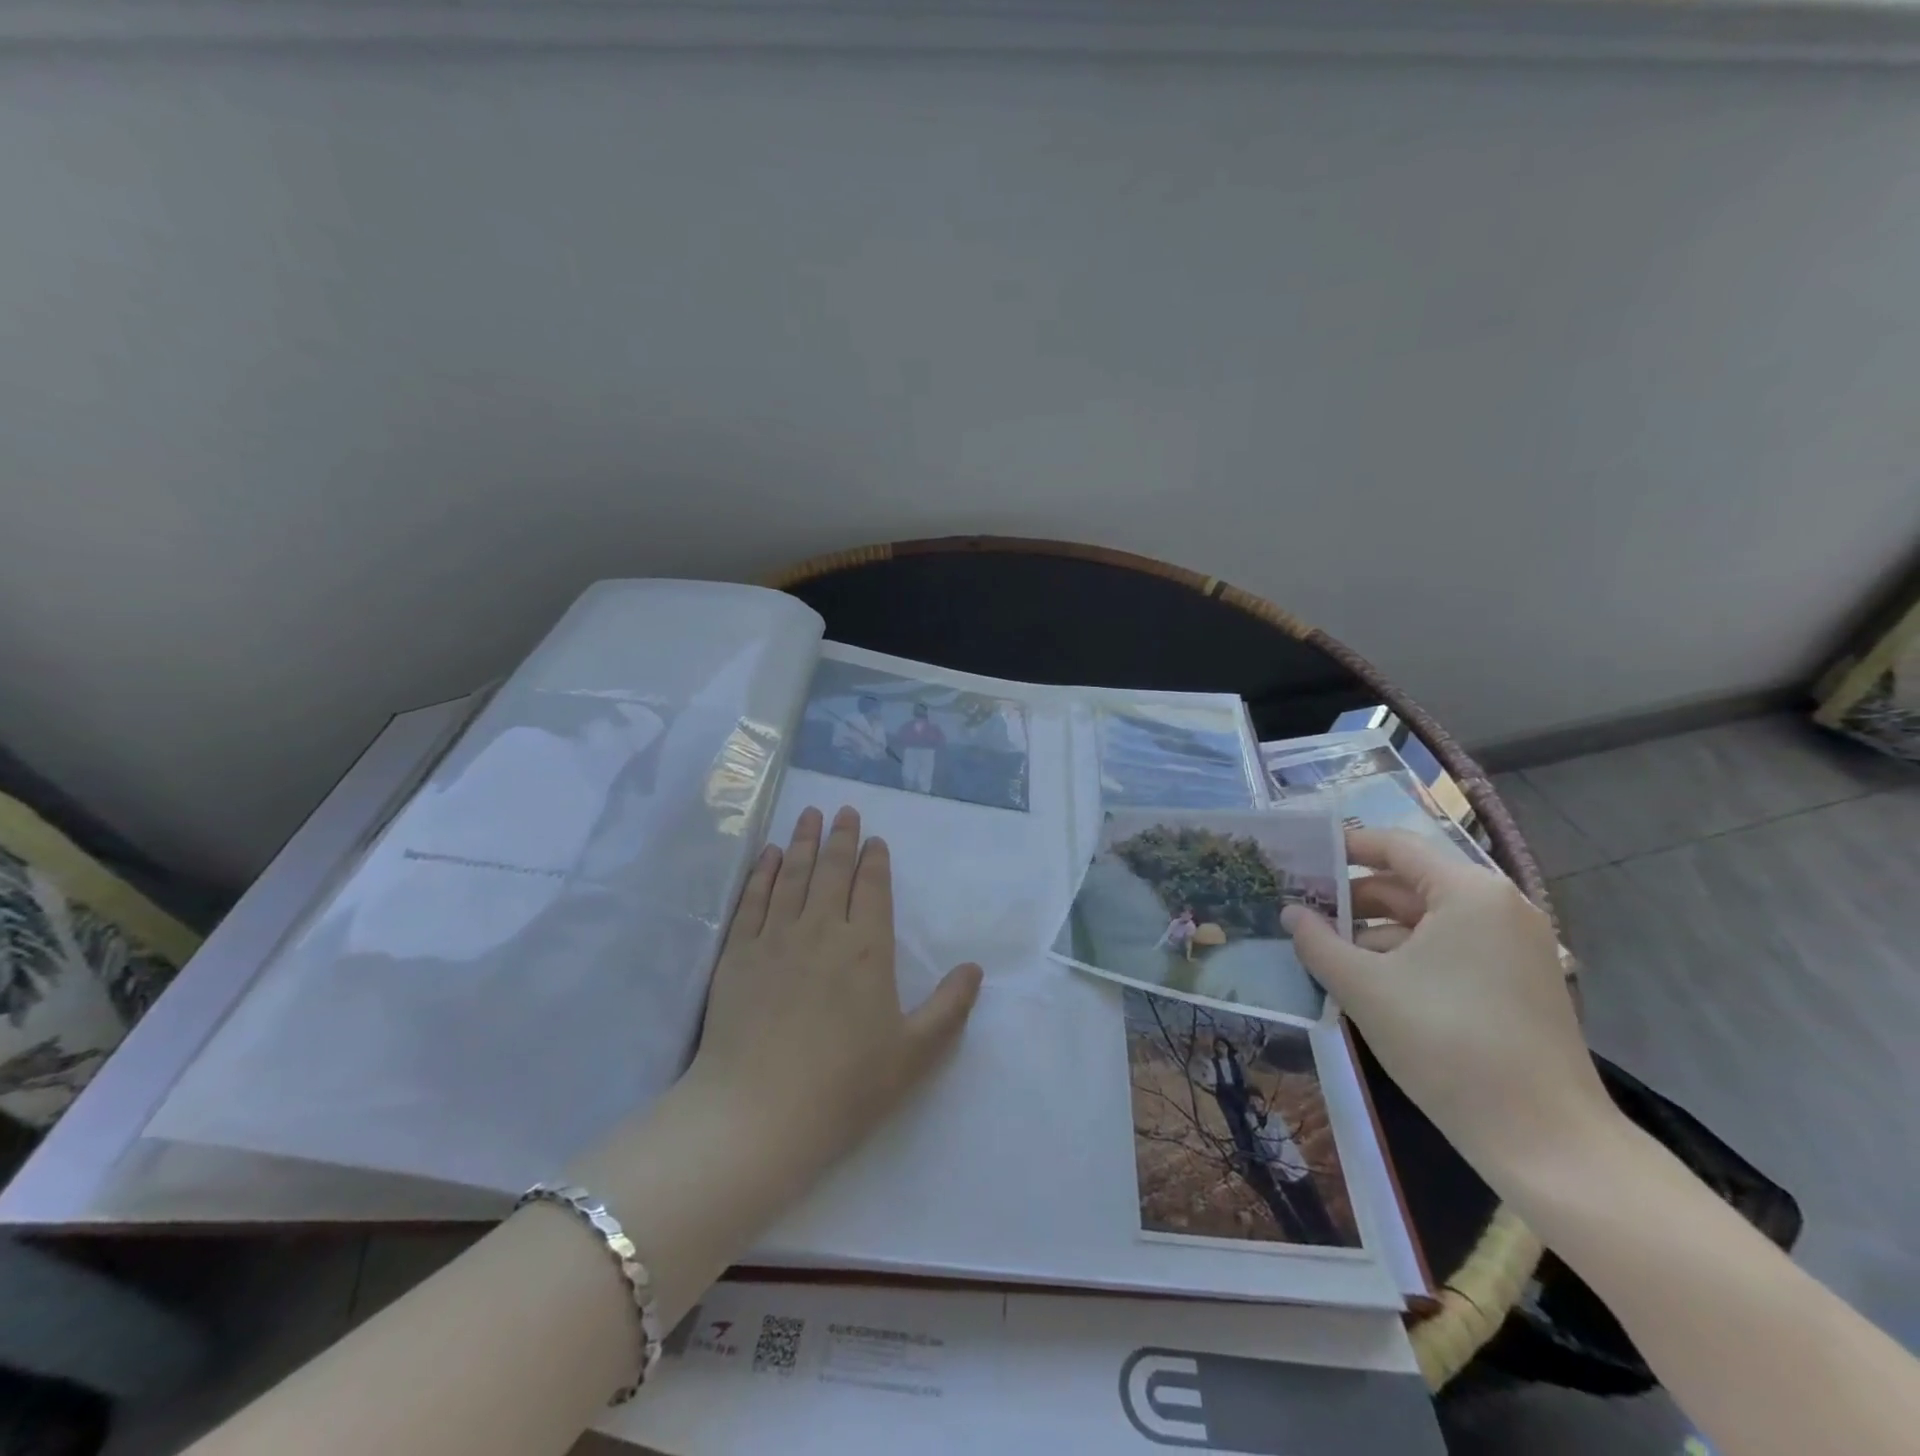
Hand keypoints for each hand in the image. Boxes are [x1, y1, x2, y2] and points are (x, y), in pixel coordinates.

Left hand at [685, 805, 983, 1181]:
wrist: (758, 1114)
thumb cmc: (844, 1087)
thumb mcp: (915, 1054)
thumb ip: (950, 1007)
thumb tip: (975, 968)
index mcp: (866, 949)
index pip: (872, 889)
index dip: (875, 860)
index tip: (875, 838)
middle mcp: (821, 931)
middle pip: (832, 871)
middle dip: (841, 838)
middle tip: (843, 810)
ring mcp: (775, 939)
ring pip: (792, 876)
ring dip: (802, 842)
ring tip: (808, 815)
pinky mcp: (738, 955)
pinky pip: (753, 900)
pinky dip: (762, 873)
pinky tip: (768, 856)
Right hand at [1283, 828, 1616, 1175]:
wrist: (1545, 1140)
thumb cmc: (1447, 1044)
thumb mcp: (1364, 989)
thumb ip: (1318, 943)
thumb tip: (1290, 914)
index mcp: (1468, 893)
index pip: (1396, 846)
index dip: (1345, 848)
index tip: (1301, 859)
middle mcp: (1498, 907)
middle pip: (1410, 884)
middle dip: (1353, 899)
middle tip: (1301, 914)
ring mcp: (1514, 947)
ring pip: (1427, 922)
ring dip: (1374, 933)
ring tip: (1324, 955)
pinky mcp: (1517, 983)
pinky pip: (1449, 950)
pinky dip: (1406, 958)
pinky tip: (1367, 984)